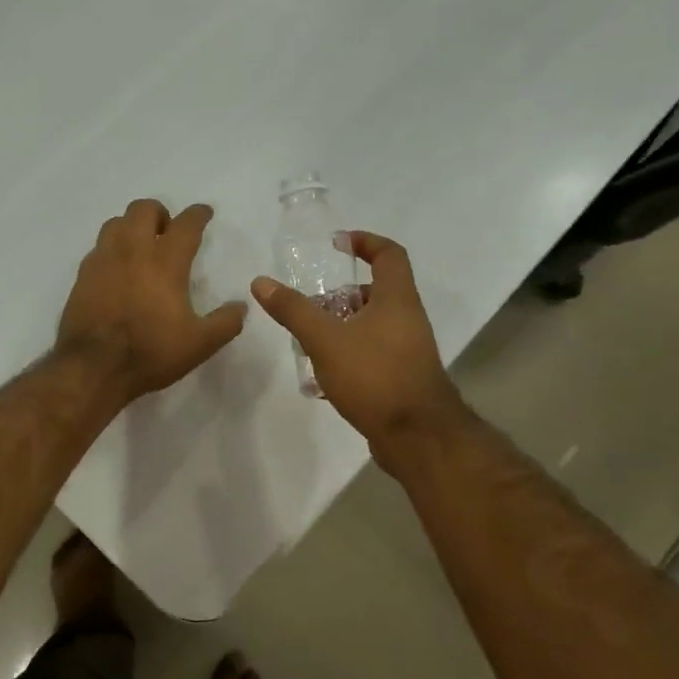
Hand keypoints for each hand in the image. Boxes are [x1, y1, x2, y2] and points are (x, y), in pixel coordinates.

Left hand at [57, 199, 246, 405]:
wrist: (93, 368)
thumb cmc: (150, 352)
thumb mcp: (199, 344)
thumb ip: (225, 323)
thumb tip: (240, 307)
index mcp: (165, 262)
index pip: (186, 224)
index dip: (198, 214)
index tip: (204, 213)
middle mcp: (132, 251)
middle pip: (143, 209)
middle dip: (160, 213)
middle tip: (168, 232)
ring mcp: (103, 261)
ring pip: (116, 223)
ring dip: (132, 226)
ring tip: (140, 246)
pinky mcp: (82, 276)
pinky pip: (98, 248)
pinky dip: (112, 249)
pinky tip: (117, 269)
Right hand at [251, 231, 468, 460]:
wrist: (417, 437)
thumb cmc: (374, 376)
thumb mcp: (326, 339)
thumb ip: (294, 310)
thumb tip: (261, 282)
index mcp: (397, 299)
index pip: (388, 254)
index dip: (365, 242)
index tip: (337, 244)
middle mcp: (407, 319)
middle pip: (375, 293)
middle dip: (340, 296)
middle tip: (309, 306)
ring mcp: (407, 351)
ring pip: (371, 326)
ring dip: (340, 327)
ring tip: (307, 341)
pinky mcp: (401, 378)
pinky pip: (371, 355)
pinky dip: (347, 355)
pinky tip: (321, 377)